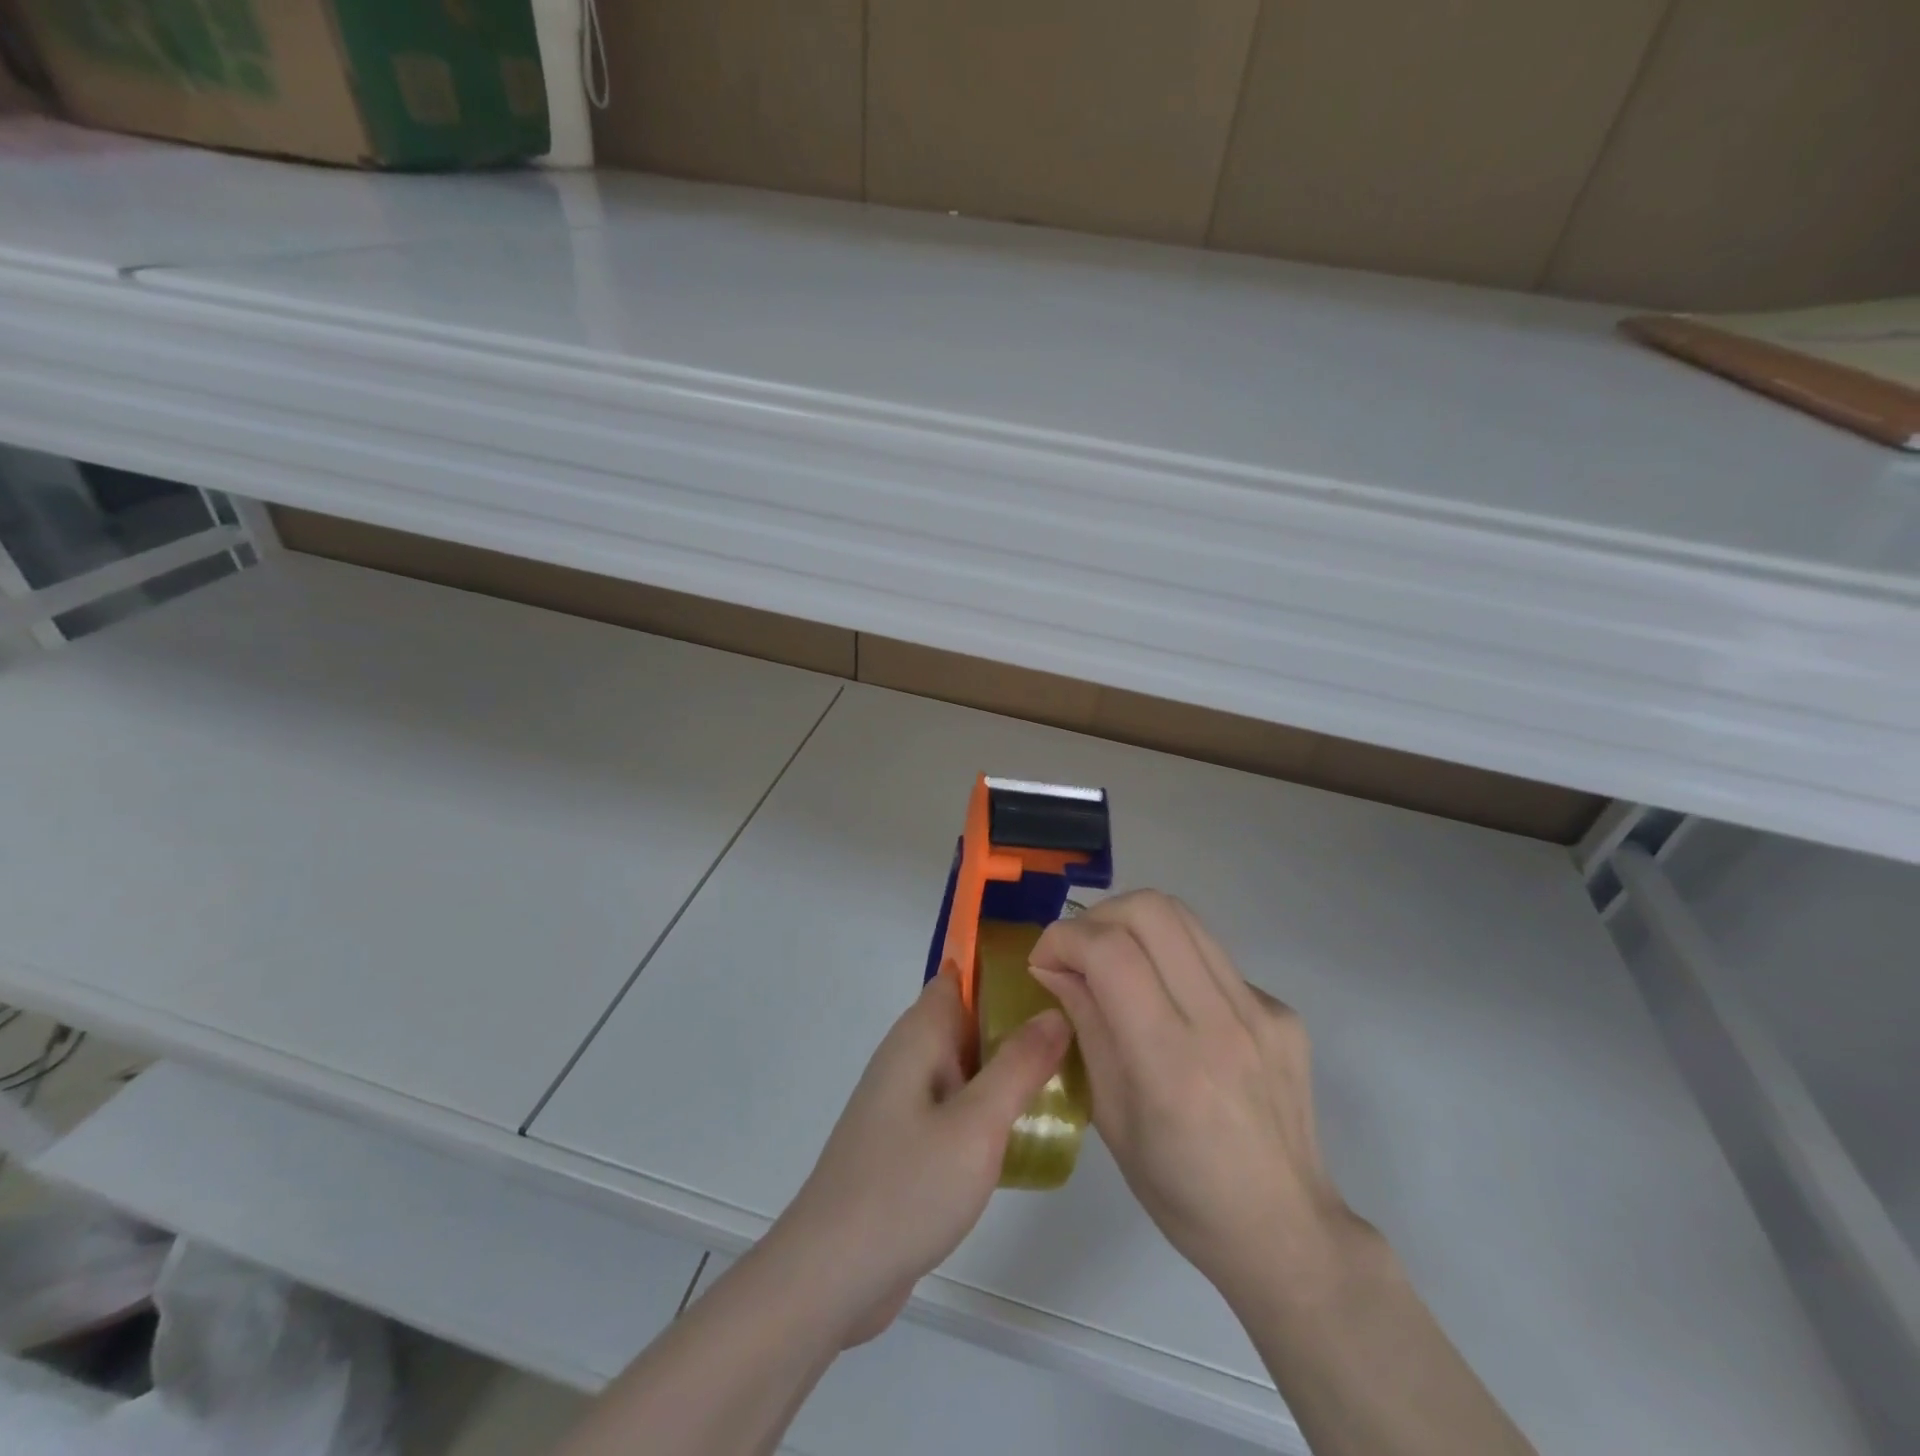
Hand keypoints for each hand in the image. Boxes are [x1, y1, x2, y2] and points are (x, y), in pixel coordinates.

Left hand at [763, 973, 1069, 1346]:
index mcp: (918, 1037)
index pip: (958, 976)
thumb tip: (1054, 1012)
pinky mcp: (906, 1141)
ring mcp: (904, 1102)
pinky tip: (1024, 1131)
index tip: (1052, 976)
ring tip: (1065, 1077)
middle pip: (966, 1020)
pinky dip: (987, 1106)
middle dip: (1014, 1021)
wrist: (833, 1273)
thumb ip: (1019, 1065)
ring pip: (964, 1066)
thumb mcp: (977, 1124)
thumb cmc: (907, 1186)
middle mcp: (908, 1058)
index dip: (1000, 968)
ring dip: (1005, 1067)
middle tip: (1076, 1032)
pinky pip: (955, 1105)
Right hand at [1029, 891, 1360, 1297]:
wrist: (1285, 1230)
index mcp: (1171, 1063)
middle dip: (1098, 917)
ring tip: (1114, 960)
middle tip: (1078, 953)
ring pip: (1184, 917)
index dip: (1063, 939)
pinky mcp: (1282, 1010)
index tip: (1043, 960)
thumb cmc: (1181, 1193)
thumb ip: (1085, 1026)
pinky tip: (1169, 1002)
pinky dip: (1173, 959)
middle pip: (1151, 911)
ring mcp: (1260, 1011)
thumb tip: (1053, 966)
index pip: (1111, 953)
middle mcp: (1221, 1022)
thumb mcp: (1110, 1117)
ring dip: (1133, 924)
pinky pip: (1212, 955)